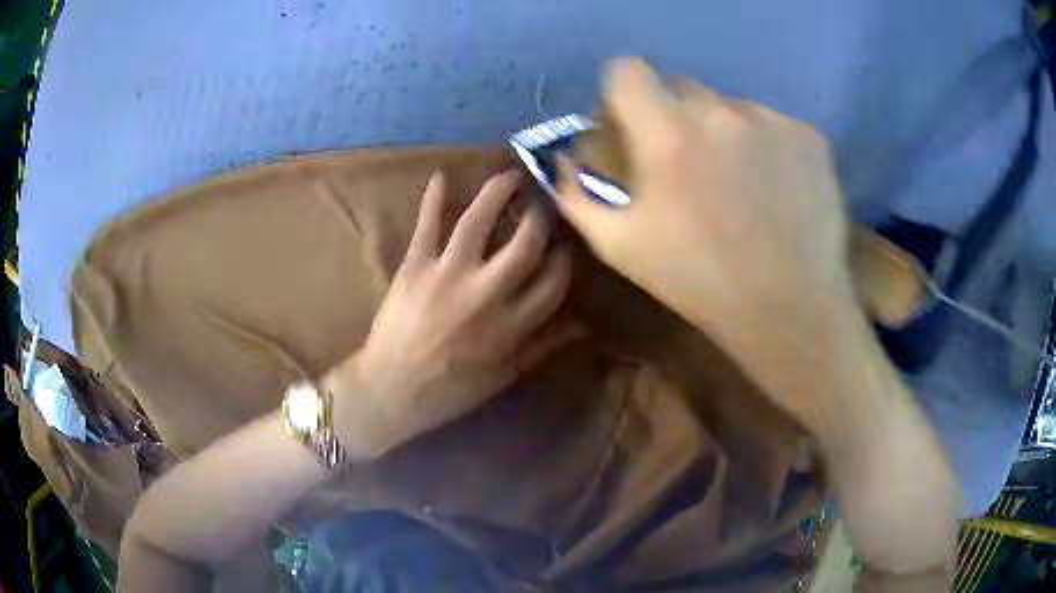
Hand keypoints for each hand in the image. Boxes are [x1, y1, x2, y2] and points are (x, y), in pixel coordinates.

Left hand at [327, 170, 577, 458]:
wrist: (391, 390)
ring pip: (478, 222)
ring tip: (511, 175)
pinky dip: (433, 198)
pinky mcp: (414, 266)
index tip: (565, 245)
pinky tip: (443, 175)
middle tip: (544, 202)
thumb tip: (583, 325)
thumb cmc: (450, 390)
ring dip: (497, 192)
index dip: (564, 258)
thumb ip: (543, 346)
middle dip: (540, 217)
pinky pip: (427, 225)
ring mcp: (447, 275)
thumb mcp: (504, 376)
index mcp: (511, 326)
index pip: (553, 281)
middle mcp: (485, 294)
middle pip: (525, 243)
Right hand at [557, 58, 855, 350]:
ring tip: (738, 181)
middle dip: (672, 115)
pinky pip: (773, 124)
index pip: (627, 70)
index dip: (620, 91)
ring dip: (723, 131)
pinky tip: (774, 187)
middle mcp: (722, 112)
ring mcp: (772, 120)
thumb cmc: (700, 282)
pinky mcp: (809, 137)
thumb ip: (577, 195)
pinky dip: (766, 145)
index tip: (628, 121)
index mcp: (669, 134)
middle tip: (685, 161)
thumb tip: (564, 161)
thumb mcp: (621, 247)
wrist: (789, 310)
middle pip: (681, 86)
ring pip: (730, 106)